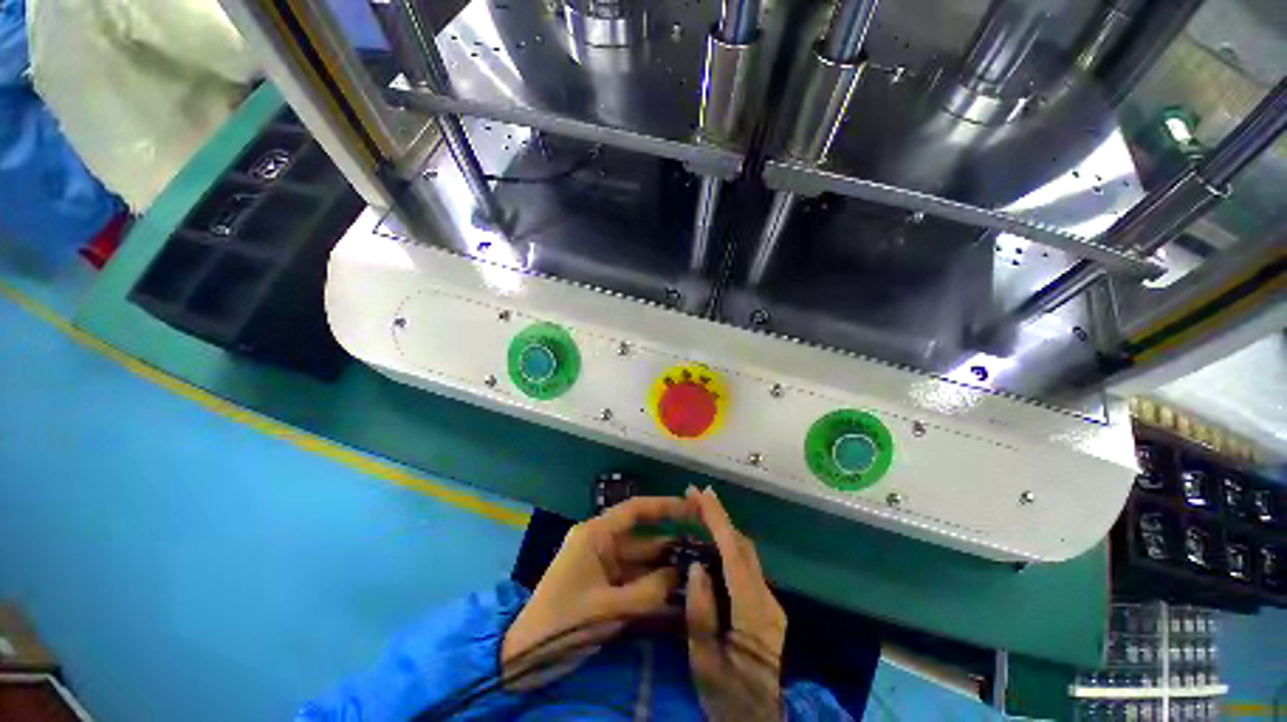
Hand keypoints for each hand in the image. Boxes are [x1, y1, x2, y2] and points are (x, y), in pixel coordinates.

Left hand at [501, 497, 690, 686]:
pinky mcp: (603, 584)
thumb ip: (649, 591)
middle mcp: (601, 542)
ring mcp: (602, 564)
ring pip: (641, 561)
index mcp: (596, 534)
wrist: (523, 658)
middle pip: (643, 538)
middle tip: (704, 551)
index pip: (635, 510)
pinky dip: (653, 586)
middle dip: (671, 545)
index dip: (665, 506)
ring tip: (698, 573)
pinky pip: (634, 580)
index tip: (692, 508)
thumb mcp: (608, 607)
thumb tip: (684, 575)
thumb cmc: (562, 622)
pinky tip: (677, 594)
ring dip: (665, 568)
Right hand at [685, 486, 786, 720]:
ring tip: (698, 512)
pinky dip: (728, 546)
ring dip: (723, 528)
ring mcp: (770, 602)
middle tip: (694, 497)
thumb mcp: (704, 661)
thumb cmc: (726, 697)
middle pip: (743, 546)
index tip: (702, 493)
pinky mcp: (767, 607)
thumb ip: (701, 613)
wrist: (758, 721)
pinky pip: (746, 565)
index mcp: (753, 612)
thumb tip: (696, 565)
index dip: (718, 520)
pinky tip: (711, 543)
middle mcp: (767, 599)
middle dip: (719, 516)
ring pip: (746, 553)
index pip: (734, 553)